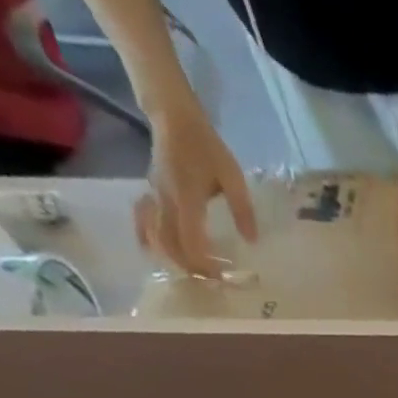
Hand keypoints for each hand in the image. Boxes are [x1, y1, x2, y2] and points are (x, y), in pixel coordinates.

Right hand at [137, 99, 256, 278]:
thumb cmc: (206, 146)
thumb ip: (242, 210)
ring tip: (194, 273)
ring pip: (157, 236)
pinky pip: (146, 221)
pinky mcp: (151, 192)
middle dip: (190, 267)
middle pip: (171, 244)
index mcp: (187, 198)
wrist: (172, 115)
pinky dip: (153, 239)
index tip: (221, 278)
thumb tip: (251, 241)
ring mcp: (155, 196)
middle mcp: (166, 200)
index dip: (204, 264)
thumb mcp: (233, 177)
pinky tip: (162, 253)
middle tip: (211, 282)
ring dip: (173, 258)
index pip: (191, 241)